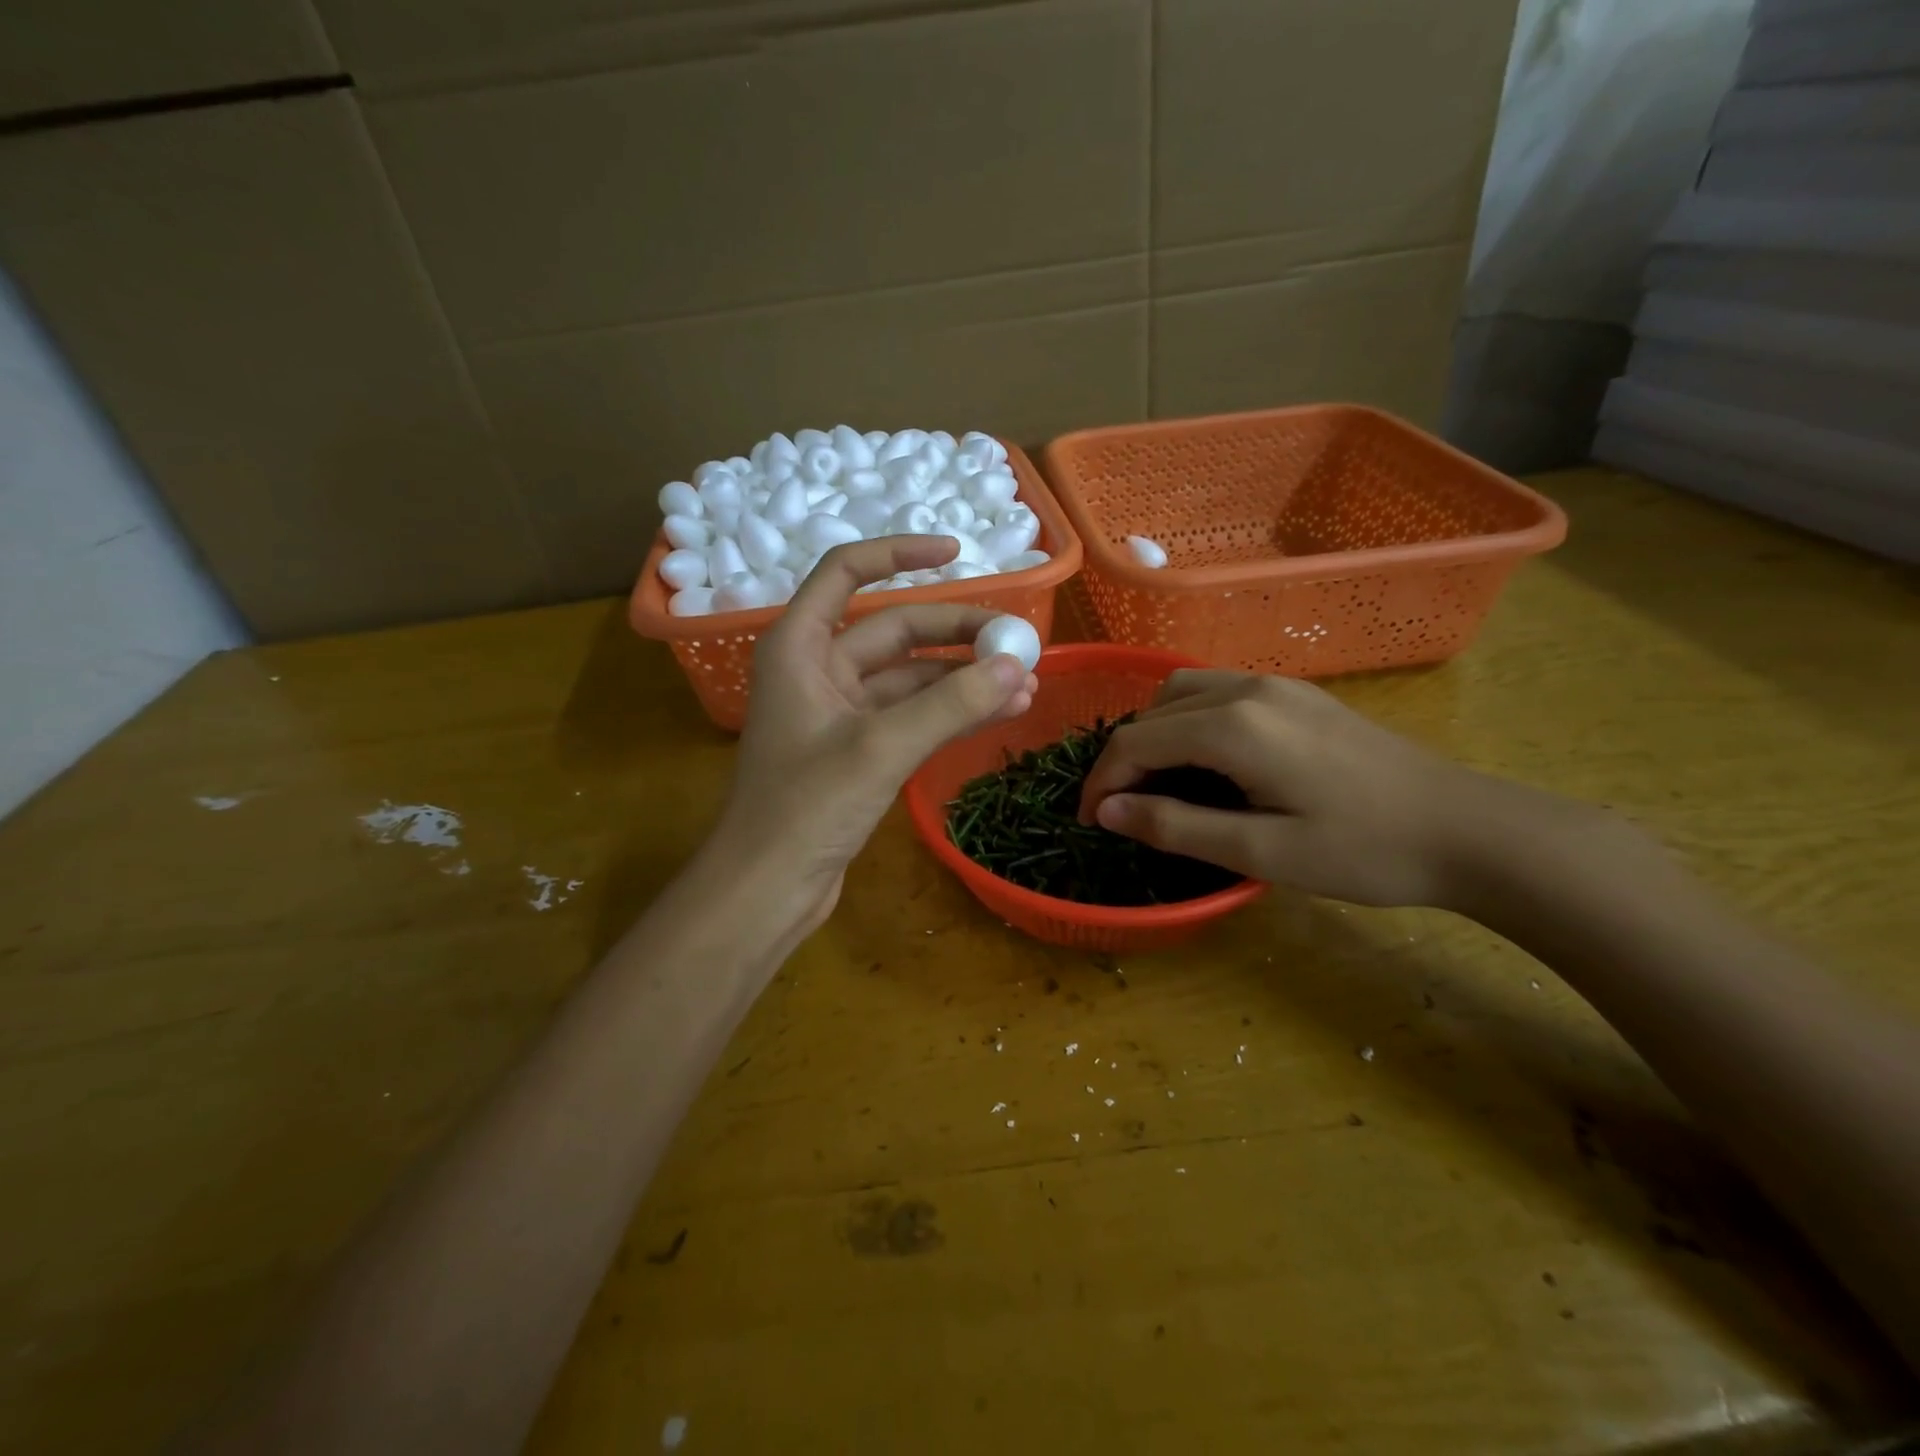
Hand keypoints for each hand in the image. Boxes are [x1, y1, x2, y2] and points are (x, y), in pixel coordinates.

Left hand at [704, 537, 1037, 941]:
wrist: (767, 888)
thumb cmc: (805, 808)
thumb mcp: (881, 747)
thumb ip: (949, 704)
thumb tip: (1015, 666)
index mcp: (800, 647)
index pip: (846, 571)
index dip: (899, 553)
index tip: (956, 552)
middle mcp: (817, 670)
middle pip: (894, 630)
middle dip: (956, 635)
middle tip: (1017, 644)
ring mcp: (839, 713)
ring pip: (910, 679)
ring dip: (963, 680)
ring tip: (1024, 686)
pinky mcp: (857, 751)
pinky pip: (911, 716)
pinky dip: (950, 714)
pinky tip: (999, 714)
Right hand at [1076, 670, 1518, 907]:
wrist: (1467, 829)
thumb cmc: (1364, 850)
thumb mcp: (1261, 851)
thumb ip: (1175, 826)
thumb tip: (1106, 811)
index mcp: (1233, 726)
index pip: (1134, 742)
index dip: (1101, 783)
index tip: (1090, 823)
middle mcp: (1246, 689)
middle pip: (1152, 712)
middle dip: (1124, 759)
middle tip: (1124, 812)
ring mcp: (1275, 685)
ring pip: (1182, 693)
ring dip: (1154, 734)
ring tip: (1159, 784)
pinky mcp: (1297, 694)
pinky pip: (1216, 693)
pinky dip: (1188, 723)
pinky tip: (1206, 762)